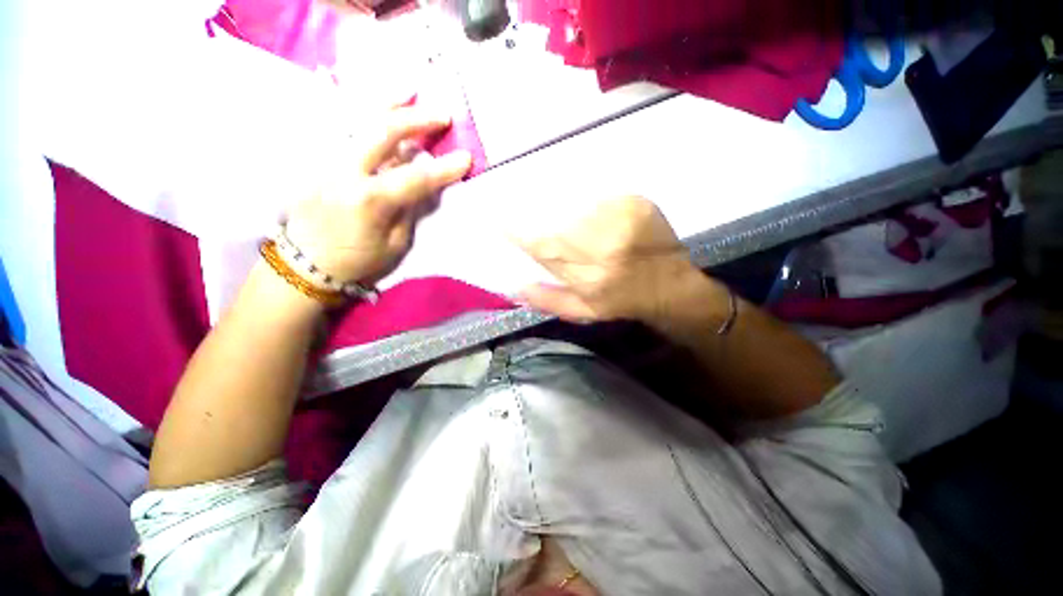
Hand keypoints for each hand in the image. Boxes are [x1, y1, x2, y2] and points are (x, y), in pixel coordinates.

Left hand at [284, 107, 471, 285]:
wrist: (306, 264)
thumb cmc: (357, 261)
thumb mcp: (396, 244)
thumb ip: (410, 210)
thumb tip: (423, 186)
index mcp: (371, 200)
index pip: (416, 177)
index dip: (444, 168)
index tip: (466, 157)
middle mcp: (347, 172)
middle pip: (383, 133)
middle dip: (416, 119)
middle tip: (442, 114)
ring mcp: (328, 162)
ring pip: (358, 121)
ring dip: (387, 104)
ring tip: (408, 90)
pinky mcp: (318, 162)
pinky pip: (343, 130)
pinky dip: (363, 115)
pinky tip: (377, 107)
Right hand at [516, 197, 706, 322]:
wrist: (668, 287)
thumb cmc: (622, 301)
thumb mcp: (584, 312)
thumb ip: (549, 301)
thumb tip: (516, 287)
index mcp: (589, 278)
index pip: (544, 248)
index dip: (520, 233)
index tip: (500, 221)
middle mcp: (604, 250)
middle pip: (558, 223)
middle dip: (537, 216)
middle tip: (522, 208)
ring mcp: (623, 223)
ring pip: (578, 206)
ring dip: (561, 206)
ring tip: (557, 210)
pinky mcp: (638, 205)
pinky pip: (601, 195)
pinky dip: (587, 198)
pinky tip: (585, 206)